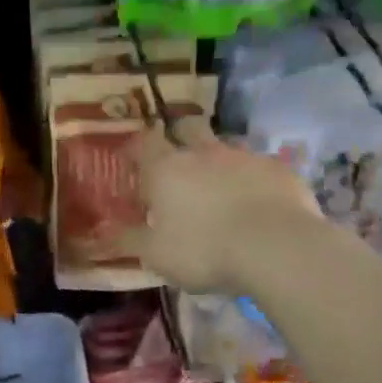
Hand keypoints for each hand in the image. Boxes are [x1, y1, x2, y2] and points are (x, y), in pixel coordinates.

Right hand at [123, 119, 320, 293]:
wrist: (276, 248)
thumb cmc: (204, 250)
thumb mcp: (156, 254)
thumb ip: (128, 240)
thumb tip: (101, 233)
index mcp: (167, 169)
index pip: (144, 142)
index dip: (135, 147)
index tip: (131, 159)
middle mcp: (204, 153)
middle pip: (187, 127)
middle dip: (179, 136)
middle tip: (177, 161)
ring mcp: (245, 157)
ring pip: (226, 146)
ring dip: (218, 159)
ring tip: (218, 185)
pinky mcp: (280, 170)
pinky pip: (259, 167)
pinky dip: (252, 179)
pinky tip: (257, 201)